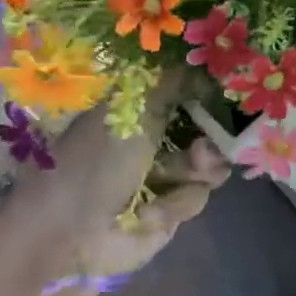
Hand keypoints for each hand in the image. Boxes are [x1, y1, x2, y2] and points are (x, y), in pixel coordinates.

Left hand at [0, 71, 230, 285]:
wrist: (70, 232)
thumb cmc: (94, 160)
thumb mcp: (133, 109)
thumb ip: (173, 81)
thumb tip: (206, 62)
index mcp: (142, 110)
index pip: (192, 94)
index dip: (212, 97)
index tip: (225, 99)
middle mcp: (158, 140)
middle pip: (210, 130)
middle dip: (211, 139)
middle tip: (199, 150)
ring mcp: (167, 177)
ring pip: (210, 166)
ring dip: (192, 173)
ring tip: (167, 180)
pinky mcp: (170, 212)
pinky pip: (195, 198)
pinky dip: (174, 204)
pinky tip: (146, 212)